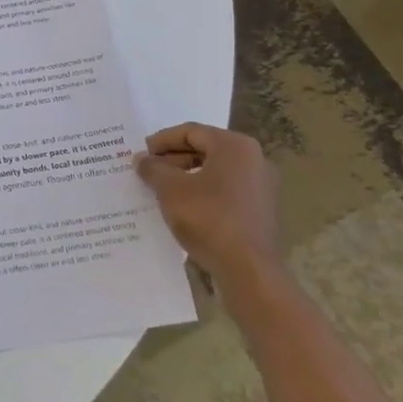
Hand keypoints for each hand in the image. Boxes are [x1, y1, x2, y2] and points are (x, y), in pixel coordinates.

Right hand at [136, 123, 281, 287]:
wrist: (248, 270)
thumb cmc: (208, 218)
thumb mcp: (170, 189)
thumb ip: (153, 168)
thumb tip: (142, 159)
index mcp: (234, 146)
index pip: (191, 132)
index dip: (162, 141)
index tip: (141, 153)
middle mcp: (253, 160)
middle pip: (204, 149)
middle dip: (173, 159)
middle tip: (148, 171)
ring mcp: (261, 186)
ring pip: (214, 172)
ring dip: (185, 177)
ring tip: (160, 190)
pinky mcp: (260, 210)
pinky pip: (225, 191)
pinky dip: (202, 193)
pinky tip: (182, 208)